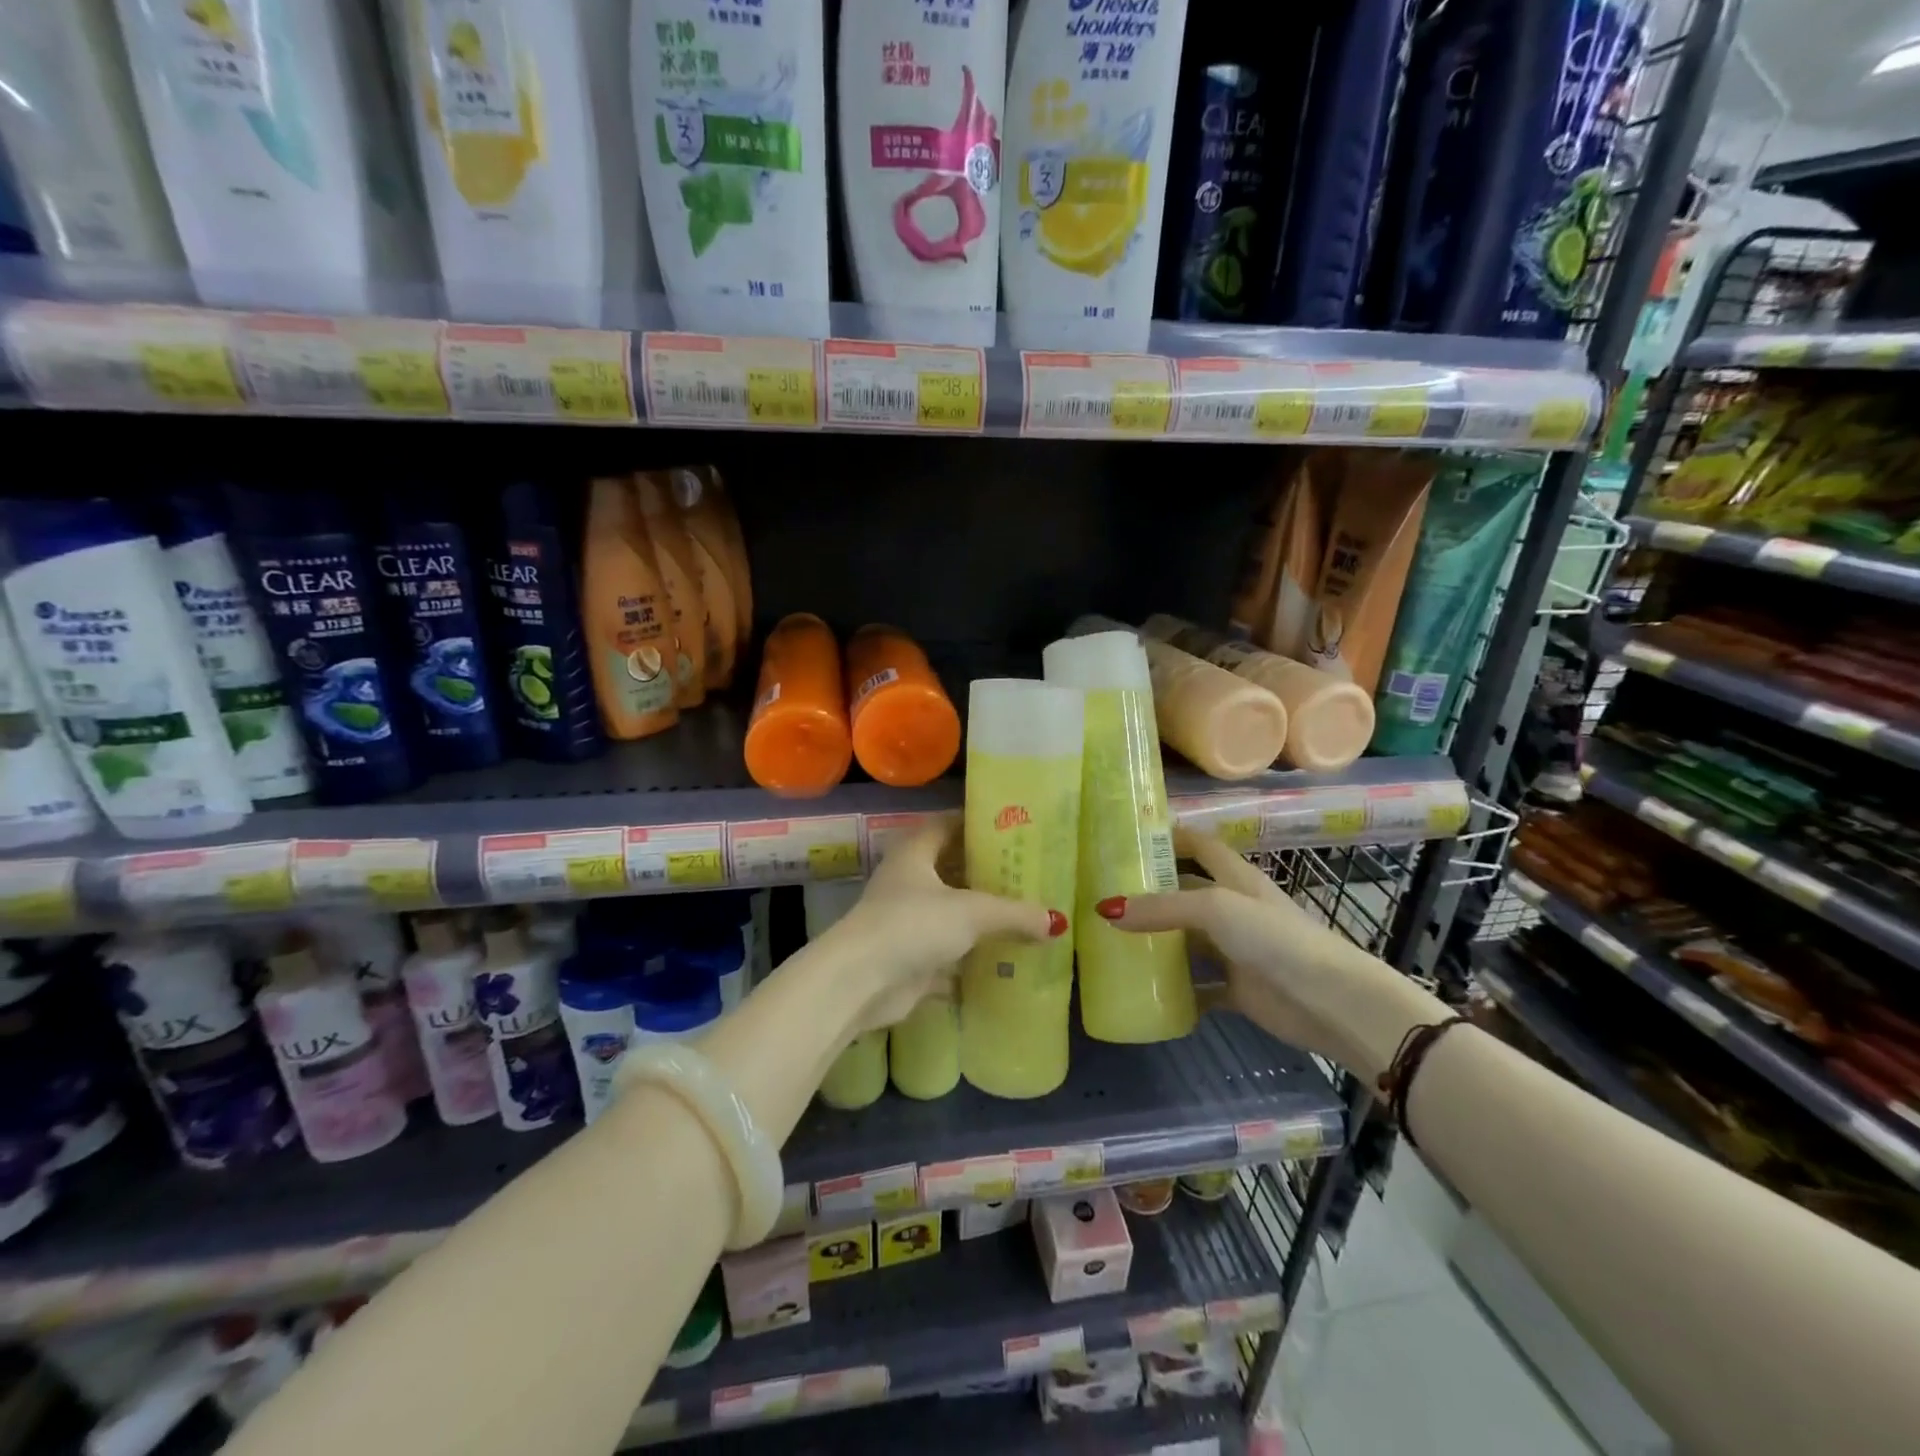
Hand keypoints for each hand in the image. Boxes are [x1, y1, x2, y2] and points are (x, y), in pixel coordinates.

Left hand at [824, 818, 1065, 1032]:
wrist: (861, 982)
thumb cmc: (913, 925)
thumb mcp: (972, 912)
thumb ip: (1015, 914)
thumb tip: (1056, 922)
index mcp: (915, 852)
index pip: (948, 825)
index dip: (977, 824)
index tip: (1013, 828)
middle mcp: (908, 881)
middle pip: (952, 869)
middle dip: (987, 873)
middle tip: (1029, 874)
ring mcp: (906, 920)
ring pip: (951, 911)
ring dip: (981, 916)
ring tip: (1025, 914)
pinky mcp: (909, 956)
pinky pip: (948, 950)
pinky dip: (971, 955)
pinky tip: (1004, 958)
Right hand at [1095, 828, 1443, 1082]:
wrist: (1330, 1001)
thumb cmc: (1275, 939)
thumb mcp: (1216, 909)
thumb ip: (1163, 907)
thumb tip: (1106, 909)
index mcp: (1235, 879)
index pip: (1200, 845)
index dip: (1170, 836)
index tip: (1129, 838)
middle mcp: (1234, 909)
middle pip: (1187, 893)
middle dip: (1151, 892)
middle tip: (1104, 894)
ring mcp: (1236, 951)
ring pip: (1189, 940)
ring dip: (1158, 941)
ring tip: (1112, 940)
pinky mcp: (1238, 989)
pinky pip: (1199, 987)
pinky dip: (1177, 989)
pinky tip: (1145, 990)